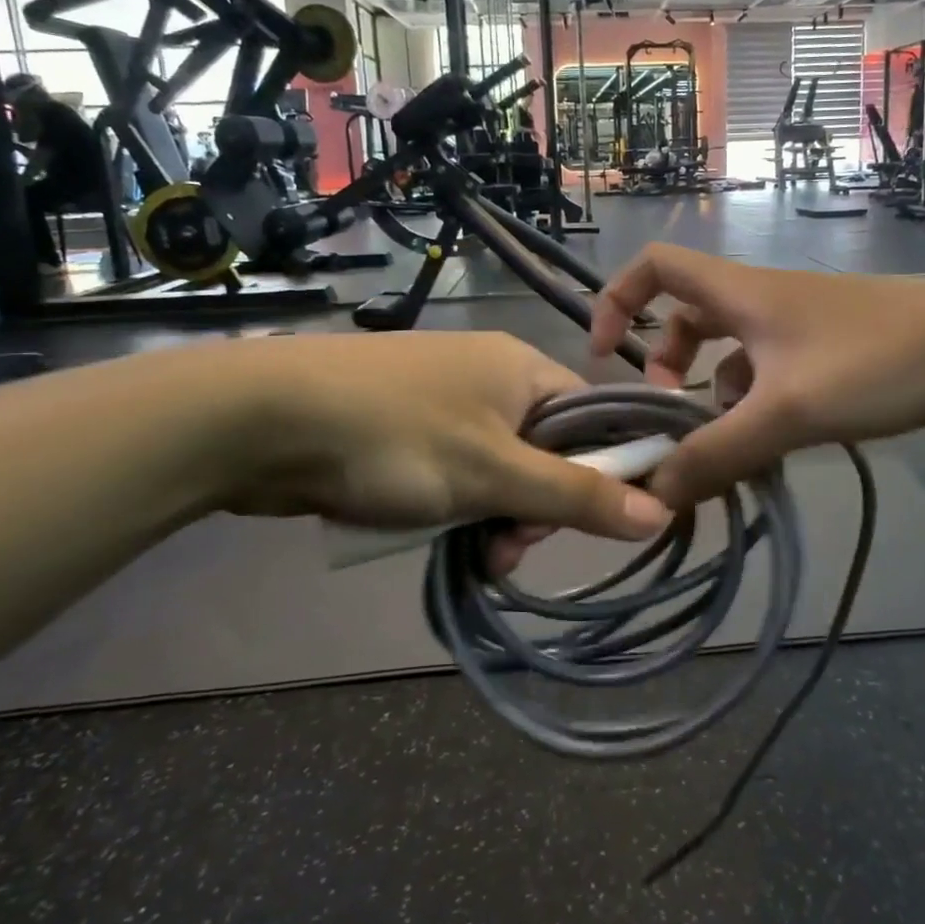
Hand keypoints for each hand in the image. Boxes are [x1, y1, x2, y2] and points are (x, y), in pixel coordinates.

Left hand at [213, 333, 670, 567]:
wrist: (265, 419)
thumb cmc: (397, 437)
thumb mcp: (494, 473)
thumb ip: (576, 494)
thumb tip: (660, 511)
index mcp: (523, 368)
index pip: (593, 416)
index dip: (602, 469)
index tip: (588, 521)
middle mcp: (490, 377)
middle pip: (546, 448)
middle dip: (537, 505)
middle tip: (511, 547)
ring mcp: (444, 401)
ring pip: (498, 468)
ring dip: (495, 515)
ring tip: (476, 555)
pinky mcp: (405, 428)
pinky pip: (455, 471)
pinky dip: (456, 506)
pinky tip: (441, 536)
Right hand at [589, 245, 924, 506]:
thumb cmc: (877, 363)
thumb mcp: (785, 412)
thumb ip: (716, 454)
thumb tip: (654, 492)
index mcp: (741, 293)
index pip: (656, 267)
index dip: (617, 300)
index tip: (605, 357)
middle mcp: (764, 302)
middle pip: (689, 318)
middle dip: (667, 366)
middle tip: (669, 417)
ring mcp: (802, 329)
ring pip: (732, 355)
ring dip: (714, 398)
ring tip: (723, 449)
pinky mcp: (834, 357)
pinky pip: (771, 377)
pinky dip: (756, 409)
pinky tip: (772, 450)